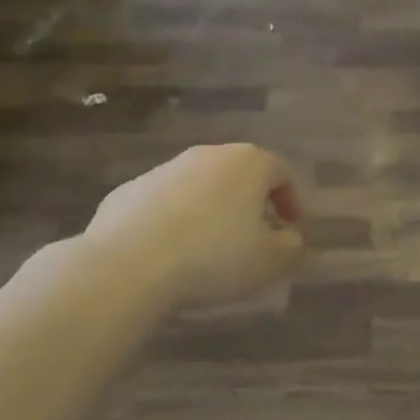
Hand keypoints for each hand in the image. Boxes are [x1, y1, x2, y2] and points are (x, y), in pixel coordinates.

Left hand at [87, 144, 304, 310]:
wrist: (127, 265)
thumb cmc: (214, 256)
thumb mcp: (270, 261)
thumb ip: (291, 246)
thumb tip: (290, 238)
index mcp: (249, 163)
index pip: (282, 172)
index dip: (291, 201)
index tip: (290, 230)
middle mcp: (208, 155)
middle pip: (239, 174)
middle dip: (250, 203)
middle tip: (254, 236)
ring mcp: (164, 170)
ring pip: (199, 186)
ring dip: (211, 210)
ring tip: (209, 249)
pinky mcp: (127, 191)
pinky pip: (163, 203)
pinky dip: (173, 221)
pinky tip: (169, 254)